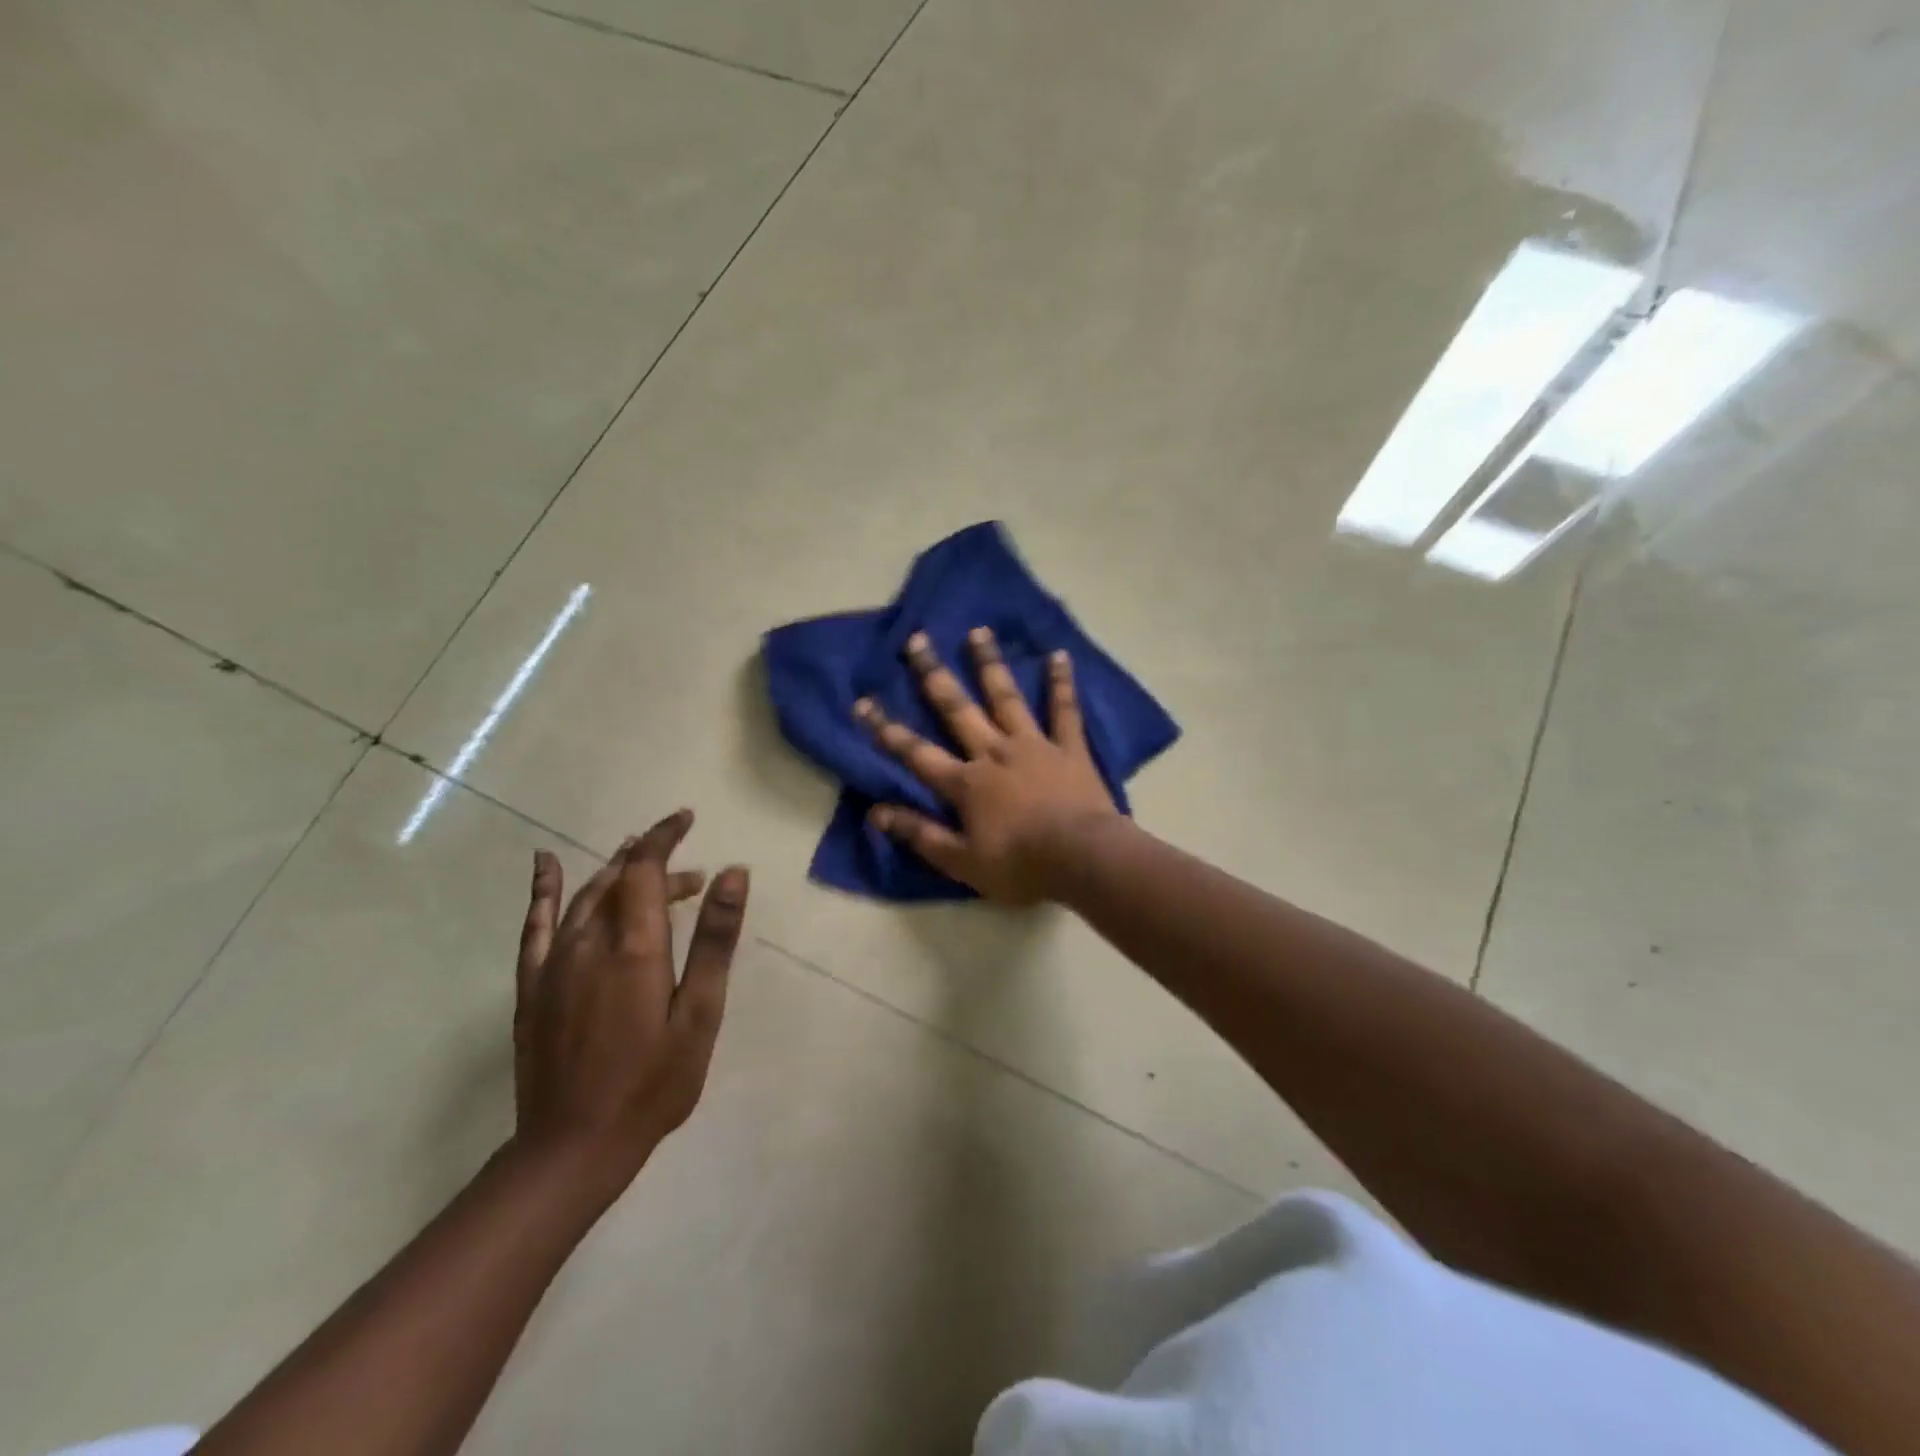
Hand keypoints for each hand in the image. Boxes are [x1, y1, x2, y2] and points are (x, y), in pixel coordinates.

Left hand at [513, 810, 748, 1202]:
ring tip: (642, 862)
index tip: (685, 818)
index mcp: (634, 946)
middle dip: (653, 862)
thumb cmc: (653, 1083)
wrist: (574, 1147)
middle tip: (694, 876)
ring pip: (585, 897)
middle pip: (619, 880)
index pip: (647, 869)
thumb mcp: (700, 1014)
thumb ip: (715, 940)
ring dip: (616, 872)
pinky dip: (544, 890)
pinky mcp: (533, 986)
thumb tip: (732, 872)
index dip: (664, 837)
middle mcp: (589, 942)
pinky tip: (545, 864)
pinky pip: (535, 924)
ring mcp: (554, 964)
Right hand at [855, 628, 1118, 902]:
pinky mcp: (1069, 748)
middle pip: (957, 709)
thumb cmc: (1021, 866)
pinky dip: (1061, 683)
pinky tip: (1058, 655)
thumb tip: (876, 813)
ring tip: (978, 631)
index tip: (863, 702)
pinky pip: (1064, 710)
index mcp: (966, 783)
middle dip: (934, 675)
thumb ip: (920, 834)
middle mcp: (994, 752)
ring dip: (990, 664)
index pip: (916, 753)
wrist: (1084, 860)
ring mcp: (1033, 745)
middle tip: (918, 640)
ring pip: (1006, 697)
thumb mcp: (962, 862)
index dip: (887, 730)